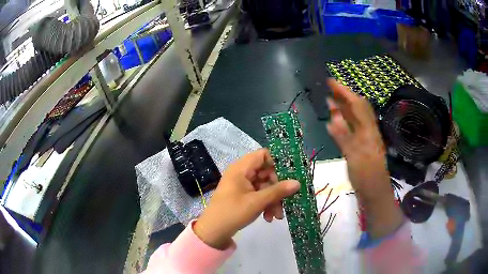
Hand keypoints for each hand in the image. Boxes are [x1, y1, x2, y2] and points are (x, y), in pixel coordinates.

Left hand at [193, 149, 299, 249]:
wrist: (213, 231)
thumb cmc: (233, 212)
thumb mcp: (257, 202)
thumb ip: (278, 191)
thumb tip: (298, 183)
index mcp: (241, 168)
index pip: (263, 155)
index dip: (276, 164)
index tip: (288, 177)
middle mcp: (241, 173)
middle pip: (266, 173)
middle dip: (277, 189)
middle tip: (285, 202)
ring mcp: (242, 185)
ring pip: (264, 186)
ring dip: (273, 200)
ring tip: (277, 216)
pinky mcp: (242, 196)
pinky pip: (258, 195)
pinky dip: (265, 204)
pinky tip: (268, 218)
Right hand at [326, 79, 402, 237]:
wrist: (375, 194)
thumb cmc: (367, 177)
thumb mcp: (355, 158)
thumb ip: (344, 137)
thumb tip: (333, 118)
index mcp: (368, 131)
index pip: (357, 105)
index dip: (345, 91)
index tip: (331, 82)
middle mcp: (367, 131)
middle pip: (357, 109)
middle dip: (344, 96)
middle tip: (329, 88)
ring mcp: (364, 140)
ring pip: (354, 119)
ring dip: (342, 109)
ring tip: (329, 101)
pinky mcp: (360, 148)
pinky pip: (351, 131)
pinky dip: (342, 124)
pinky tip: (334, 123)